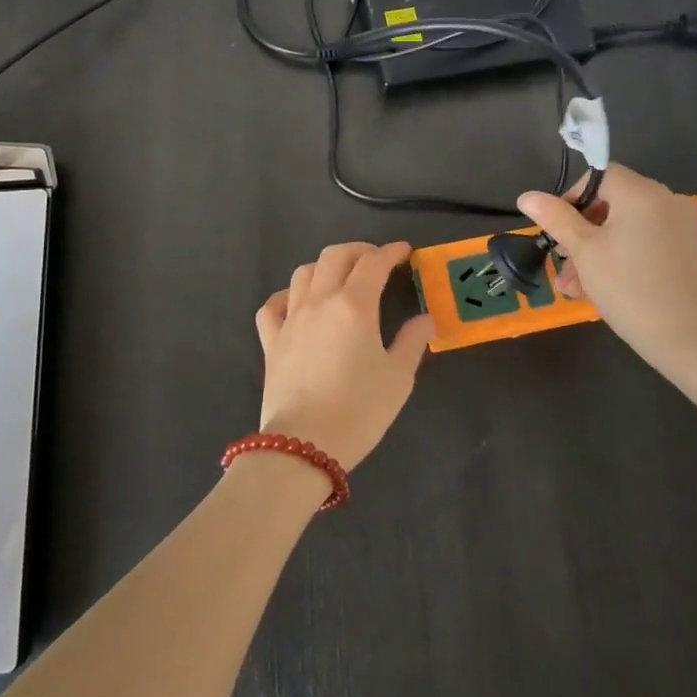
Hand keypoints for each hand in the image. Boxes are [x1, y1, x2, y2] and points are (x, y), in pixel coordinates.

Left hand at [254, 241, 434, 470]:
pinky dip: (288, 296)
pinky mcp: (271, 340)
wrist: (304, 445)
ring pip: (303, 272)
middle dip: (358, 251)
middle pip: (335, 256)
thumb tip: (426, 319)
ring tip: (340, 279)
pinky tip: (298, 305)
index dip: (391, 252)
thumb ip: (413, 341)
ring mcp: (291, 318)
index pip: (374, 263)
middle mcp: (320, 301)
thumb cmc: (359, 410)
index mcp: (354, 305)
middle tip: (376, 261)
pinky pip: (273, 305)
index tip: (405, 252)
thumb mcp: (398, 378)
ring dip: (325, 267)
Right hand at [518, 164, 696, 386]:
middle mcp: (666, 201)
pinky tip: (603, 289)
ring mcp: (682, 228)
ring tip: (575, 287)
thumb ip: (556, 219)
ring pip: (627, 229)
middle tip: (562, 262)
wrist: (695, 341)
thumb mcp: (585, 252)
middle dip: (581, 231)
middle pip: (613, 204)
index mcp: (641, 193)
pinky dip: (623, 258)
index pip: (599, 176)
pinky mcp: (690, 253)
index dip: (572, 197)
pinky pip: (646, 244)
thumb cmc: (631, 289)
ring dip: (597, 251)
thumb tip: (527, 196)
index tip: (555, 229)